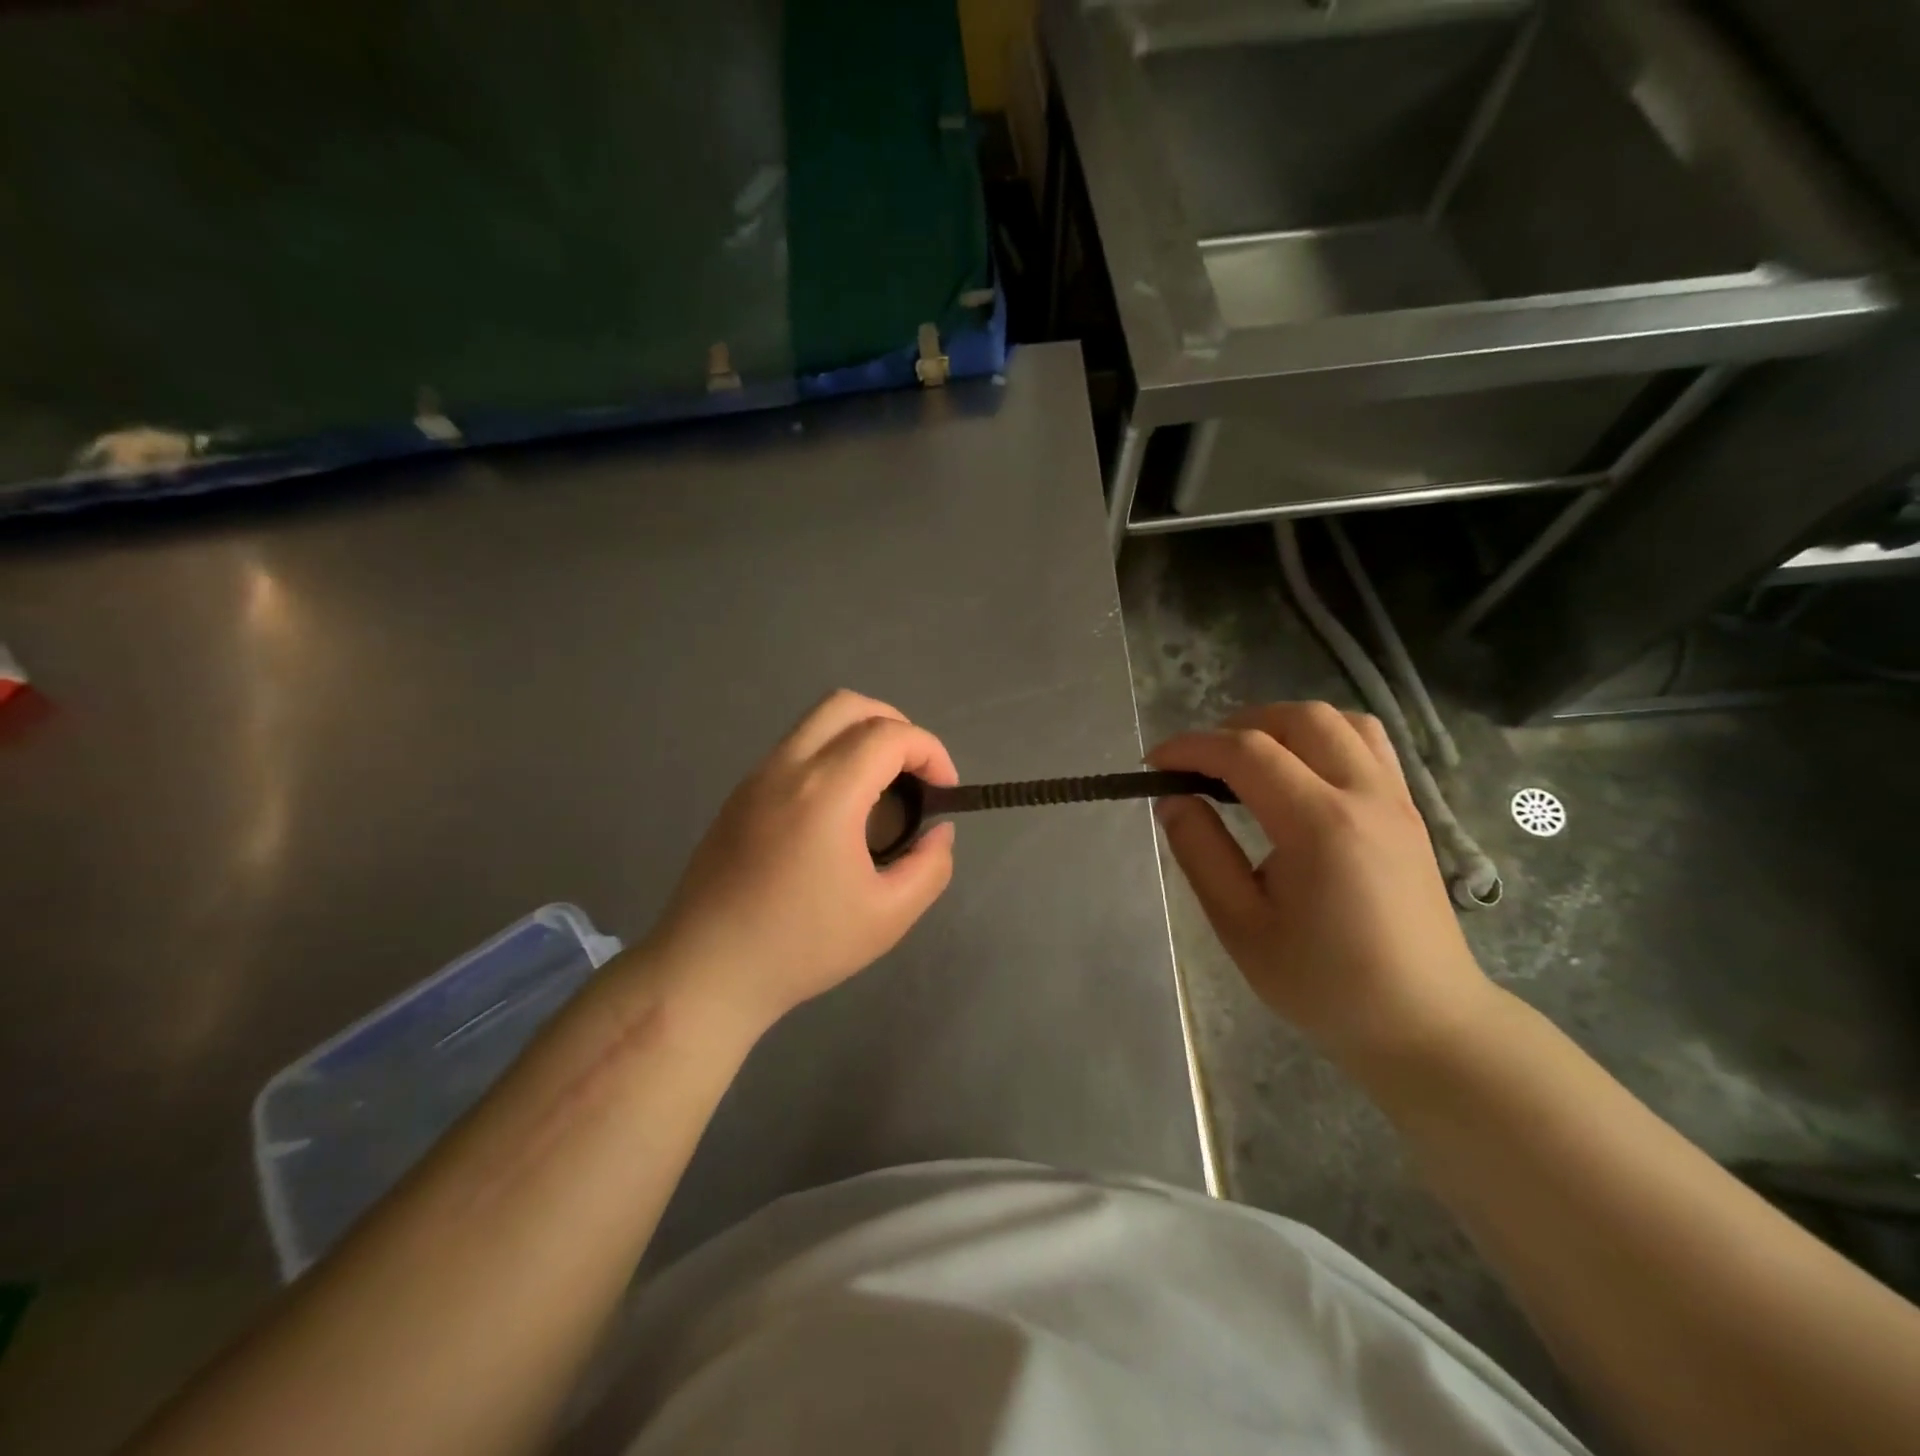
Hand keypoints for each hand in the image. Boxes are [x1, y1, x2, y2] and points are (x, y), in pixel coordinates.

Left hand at [649, 690, 957, 1034]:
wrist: (708, 970)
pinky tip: (837, 812)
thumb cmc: (802, 946)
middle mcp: (788, 768)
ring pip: (816, 722)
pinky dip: (829, 756)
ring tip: (880, 791)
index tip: (944, 791)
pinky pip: (794, 750)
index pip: (890, 734)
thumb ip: (930, 867)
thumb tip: (937, 833)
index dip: (930, 751)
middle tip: (914, 773)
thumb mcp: (888, 917)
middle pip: (848, 704)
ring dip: (859, 737)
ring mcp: (756, 777)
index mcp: (826, 791)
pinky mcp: (739, 795)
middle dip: (895, 726)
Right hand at [1148, 702, 1494, 1068]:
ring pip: (1339, 721)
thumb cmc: (1324, 984)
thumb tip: (1173, 800)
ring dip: (1284, 725)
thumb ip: (1202, 853)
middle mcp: (1364, 796)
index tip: (1154, 764)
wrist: (1424, 1022)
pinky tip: (1299, 775)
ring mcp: (1396, 799)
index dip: (1192, 747)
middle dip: (1237, 726)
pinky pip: (1367, 744)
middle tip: (1201, 764)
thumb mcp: (1241, 927)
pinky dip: (1323, 739)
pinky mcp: (1409, 811)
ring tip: (1250, 761)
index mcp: (1320, 826)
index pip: (1247, 753)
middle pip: (1298, 719)